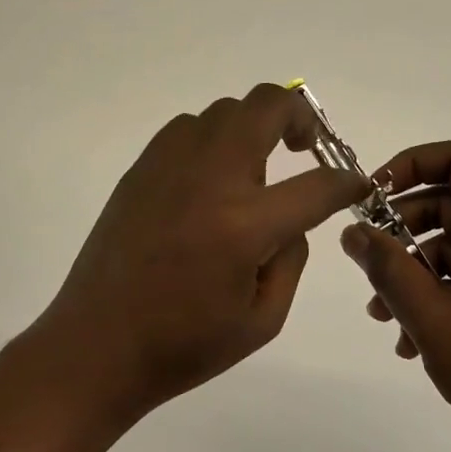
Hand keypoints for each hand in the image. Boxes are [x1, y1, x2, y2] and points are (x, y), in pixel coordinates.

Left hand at [34, 83, 368, 424]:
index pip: (316, 185)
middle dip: (301, 118)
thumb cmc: (183, 345)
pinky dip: (213, 138)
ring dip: (253, 127)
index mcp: (245, 225)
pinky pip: (188, 128)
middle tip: (305, 148)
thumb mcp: (262, 321)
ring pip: (226, 109)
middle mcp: (210, 179)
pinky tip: (209, 177)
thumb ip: (291, 259)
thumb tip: (292, 219)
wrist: (96, 346)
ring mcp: (171, 166)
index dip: (346, 182)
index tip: (354, 184)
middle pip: (267, 105)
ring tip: (253, 169)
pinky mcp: (141, 168)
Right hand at [339, 139, 450, 451]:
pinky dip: (443, 297)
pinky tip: (414, 342)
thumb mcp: (432, 319)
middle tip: (369, 266)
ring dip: (417, 273)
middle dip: (403, 230)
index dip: (414, 163)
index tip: (375, 196)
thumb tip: (353, 232)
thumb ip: (388, 269)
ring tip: (384, 317)